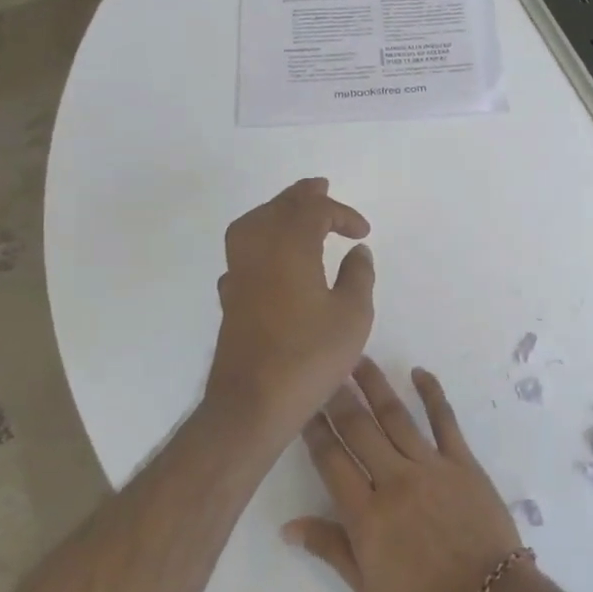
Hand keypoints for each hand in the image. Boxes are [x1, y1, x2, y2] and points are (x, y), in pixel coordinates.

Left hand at [205, 178, 375, 439]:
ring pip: (252, 224)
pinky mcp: (230, 298)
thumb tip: (357, 252)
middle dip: (302, 197)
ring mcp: (239, 274)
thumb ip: (358, 276)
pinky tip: (270, 258)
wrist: (252, 404)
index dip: (341, 213)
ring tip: (295, 212)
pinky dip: (259, 242)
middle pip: (277, 208)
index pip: (313, 211)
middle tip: (321, 187)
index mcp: (290, 248)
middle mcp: (258, 251)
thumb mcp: (352, 316)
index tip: (362, 232)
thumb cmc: (309, 357)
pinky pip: (241, 253)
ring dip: (276, 212)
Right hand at [284, 360, 524, 591]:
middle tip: (324, 368)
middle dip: (338, 397)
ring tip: (359, 359)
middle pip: (359, 429)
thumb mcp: (368, 588)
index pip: (331, 461)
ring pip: (396, 416)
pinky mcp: (462, 460)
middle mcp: (395, 479)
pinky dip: (432, 393)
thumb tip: (288, 526)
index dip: (314, 431)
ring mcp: (431, 465)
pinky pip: (444, 419)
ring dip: (376, 385)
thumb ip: (330, 548)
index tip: (301, 405)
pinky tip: (419, 372)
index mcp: (367, 514)